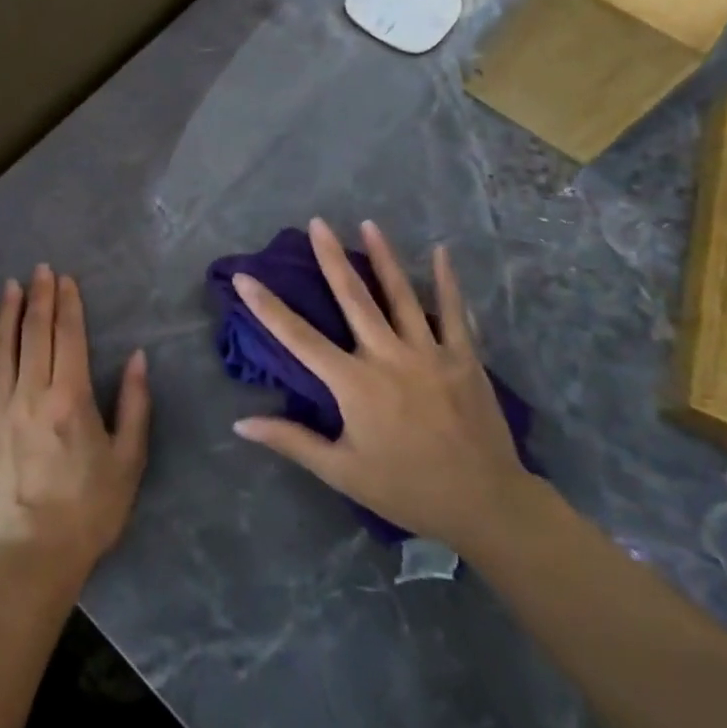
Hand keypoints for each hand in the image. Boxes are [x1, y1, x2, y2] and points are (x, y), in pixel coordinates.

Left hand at [0, 266, 151, 595]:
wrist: (32, 558)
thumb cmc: (89, 511)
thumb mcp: (128, 460)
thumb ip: (135, 404)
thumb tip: (137, 358)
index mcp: (70, 399)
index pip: (68, 336)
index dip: (68, 304)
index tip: (66, 279)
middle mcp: (30, 395)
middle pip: (34, 334)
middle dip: (39, 297)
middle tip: (40, 270)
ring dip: (7, 314)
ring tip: (11, 287)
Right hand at [231, 218, 542, 556]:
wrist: (485, 504)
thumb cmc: (406, 489)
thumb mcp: (341, 472)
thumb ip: (291, 440)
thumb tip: (240, 423)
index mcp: (354, 383)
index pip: (299, 338)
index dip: (267, 307)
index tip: (245, 278)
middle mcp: (388, 356)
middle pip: (354, 298)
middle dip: (331, 258)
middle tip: (317, 223)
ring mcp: (430, 352)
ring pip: (401, 295)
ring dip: (383, 257)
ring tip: (369, 224)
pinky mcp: (464, 357)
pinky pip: (454, 312)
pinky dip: (447, 281)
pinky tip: (442, 252)